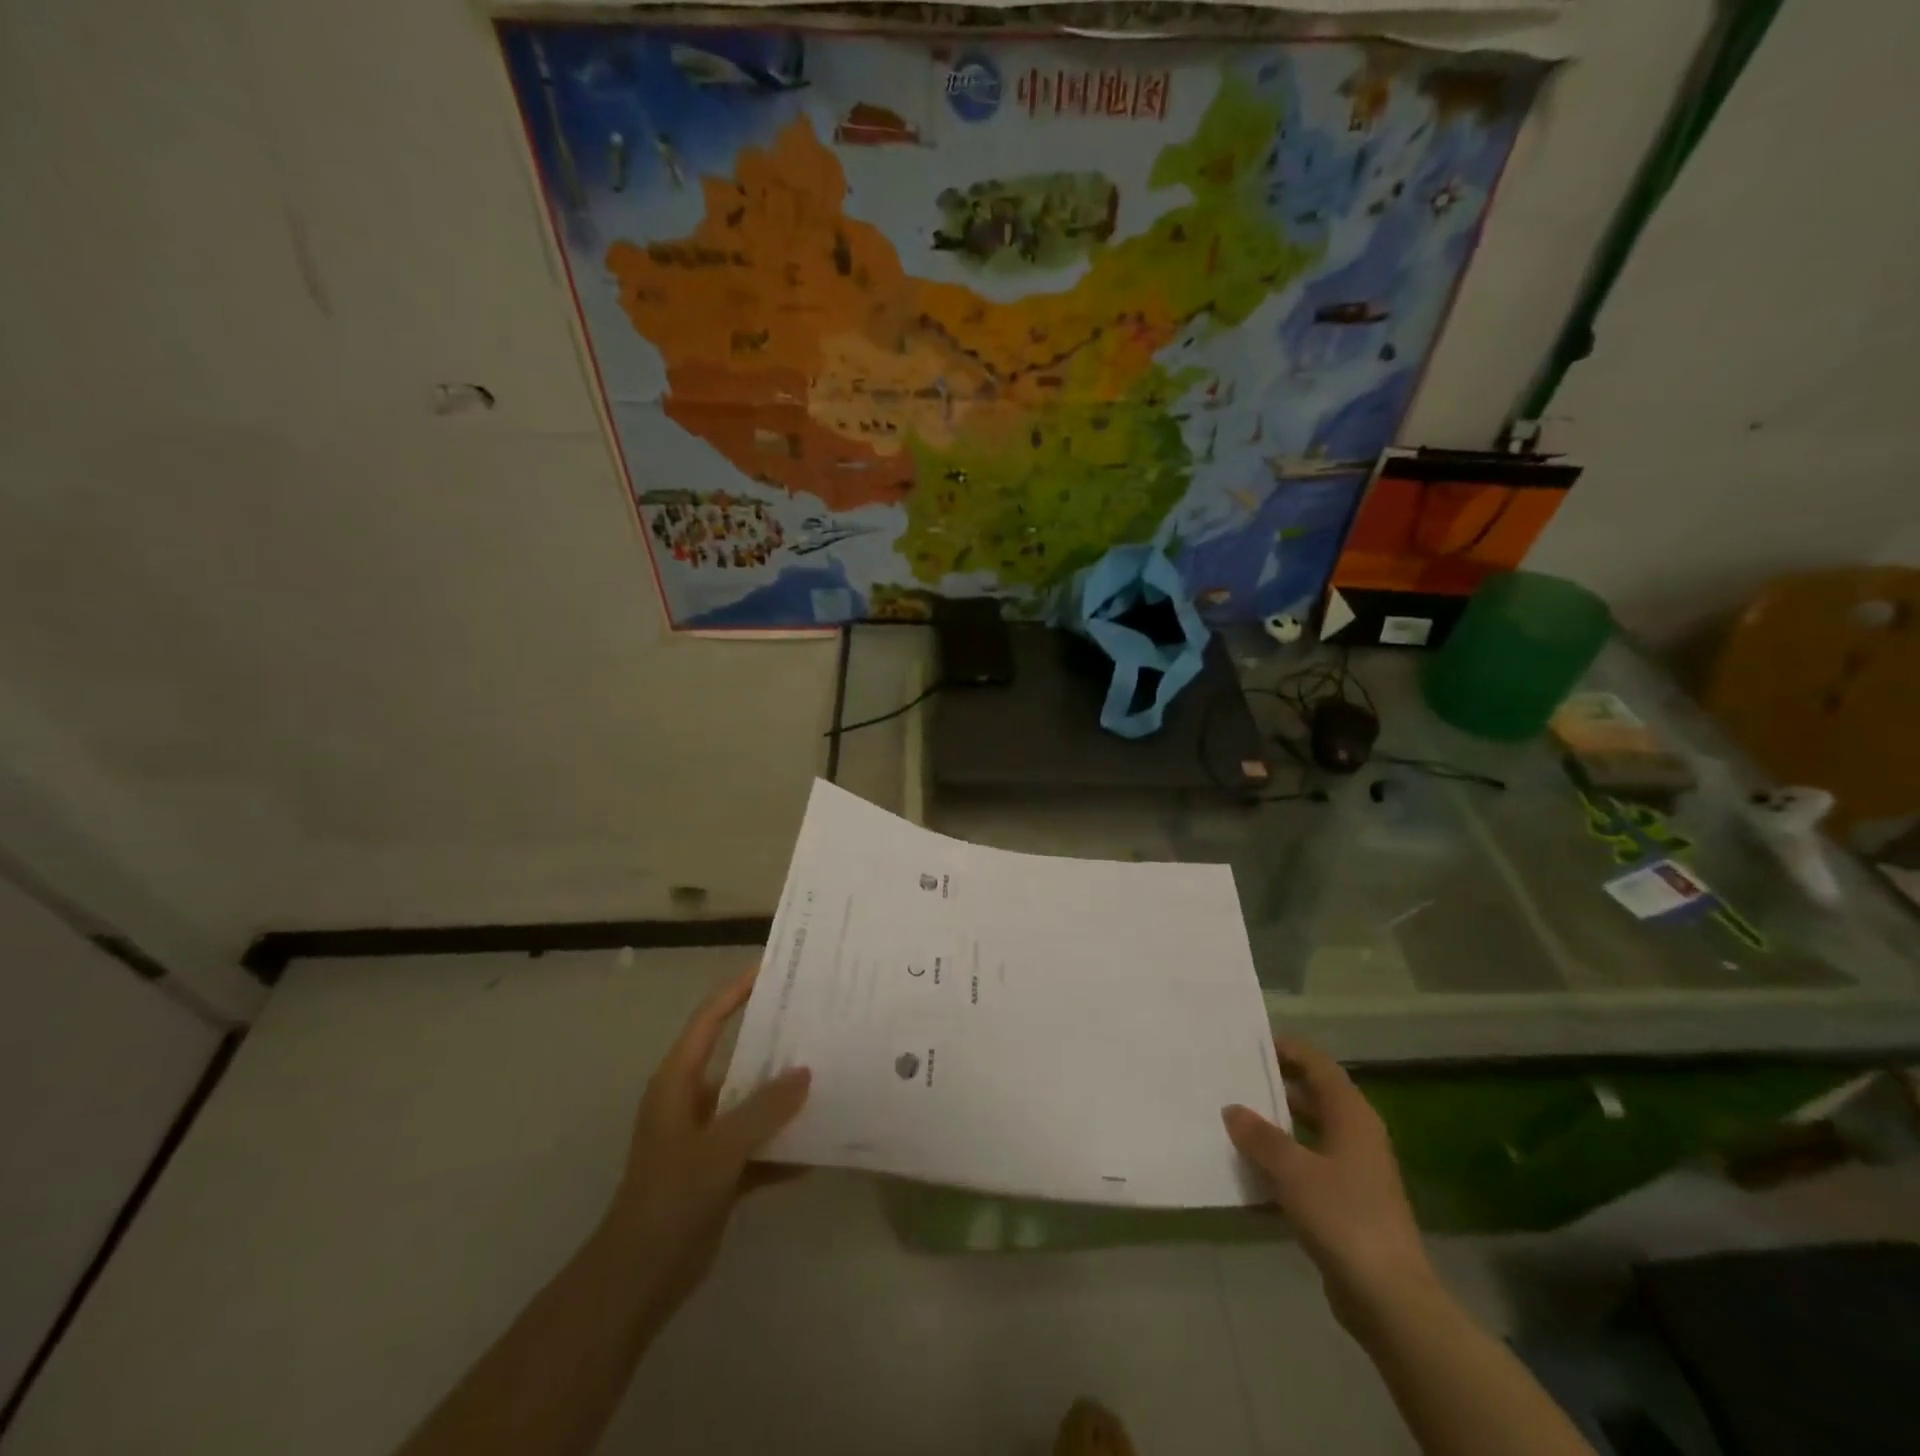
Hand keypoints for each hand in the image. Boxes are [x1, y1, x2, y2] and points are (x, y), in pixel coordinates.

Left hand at [603, 972, 810, 1321]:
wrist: (638, 1279)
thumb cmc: (671, 1197)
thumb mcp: (721, 1147)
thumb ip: (765, 1108)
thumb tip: (805, 1072)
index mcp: (678, 1082)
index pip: (710, 1021)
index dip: (736, 991)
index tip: (772, 969)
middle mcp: (691, 1101)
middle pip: (738, 1059)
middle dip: (775, 1045)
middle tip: (818, 1024)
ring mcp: (705, 1138)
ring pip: (751, 1104)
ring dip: (783, 1099)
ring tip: (829, 1078)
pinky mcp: (717, 1172)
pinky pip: (757, 1147)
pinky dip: (782, 1147)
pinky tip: (818, 1148)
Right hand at [1222, 1038, 1431, 1328]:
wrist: (1390, 1300)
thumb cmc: (1343, 1218)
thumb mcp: (1292, 1170)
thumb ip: (1260, 1136)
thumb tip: (1233, 1109)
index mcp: (1351, 1116)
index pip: (1318, 1065)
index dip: (1287, 1049)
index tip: (1249, 1043)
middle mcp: (1357, 1136)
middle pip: (1313, 1096)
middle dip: (1275, 1086)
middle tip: (1233, 1079)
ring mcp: (1355, 1172)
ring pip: (1309, 1133)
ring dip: (1276, 1126)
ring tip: (1233, 1119)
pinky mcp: (1348, 1205)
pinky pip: (1308, 1168)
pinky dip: (1282, 1163)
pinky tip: (1250, 1170)